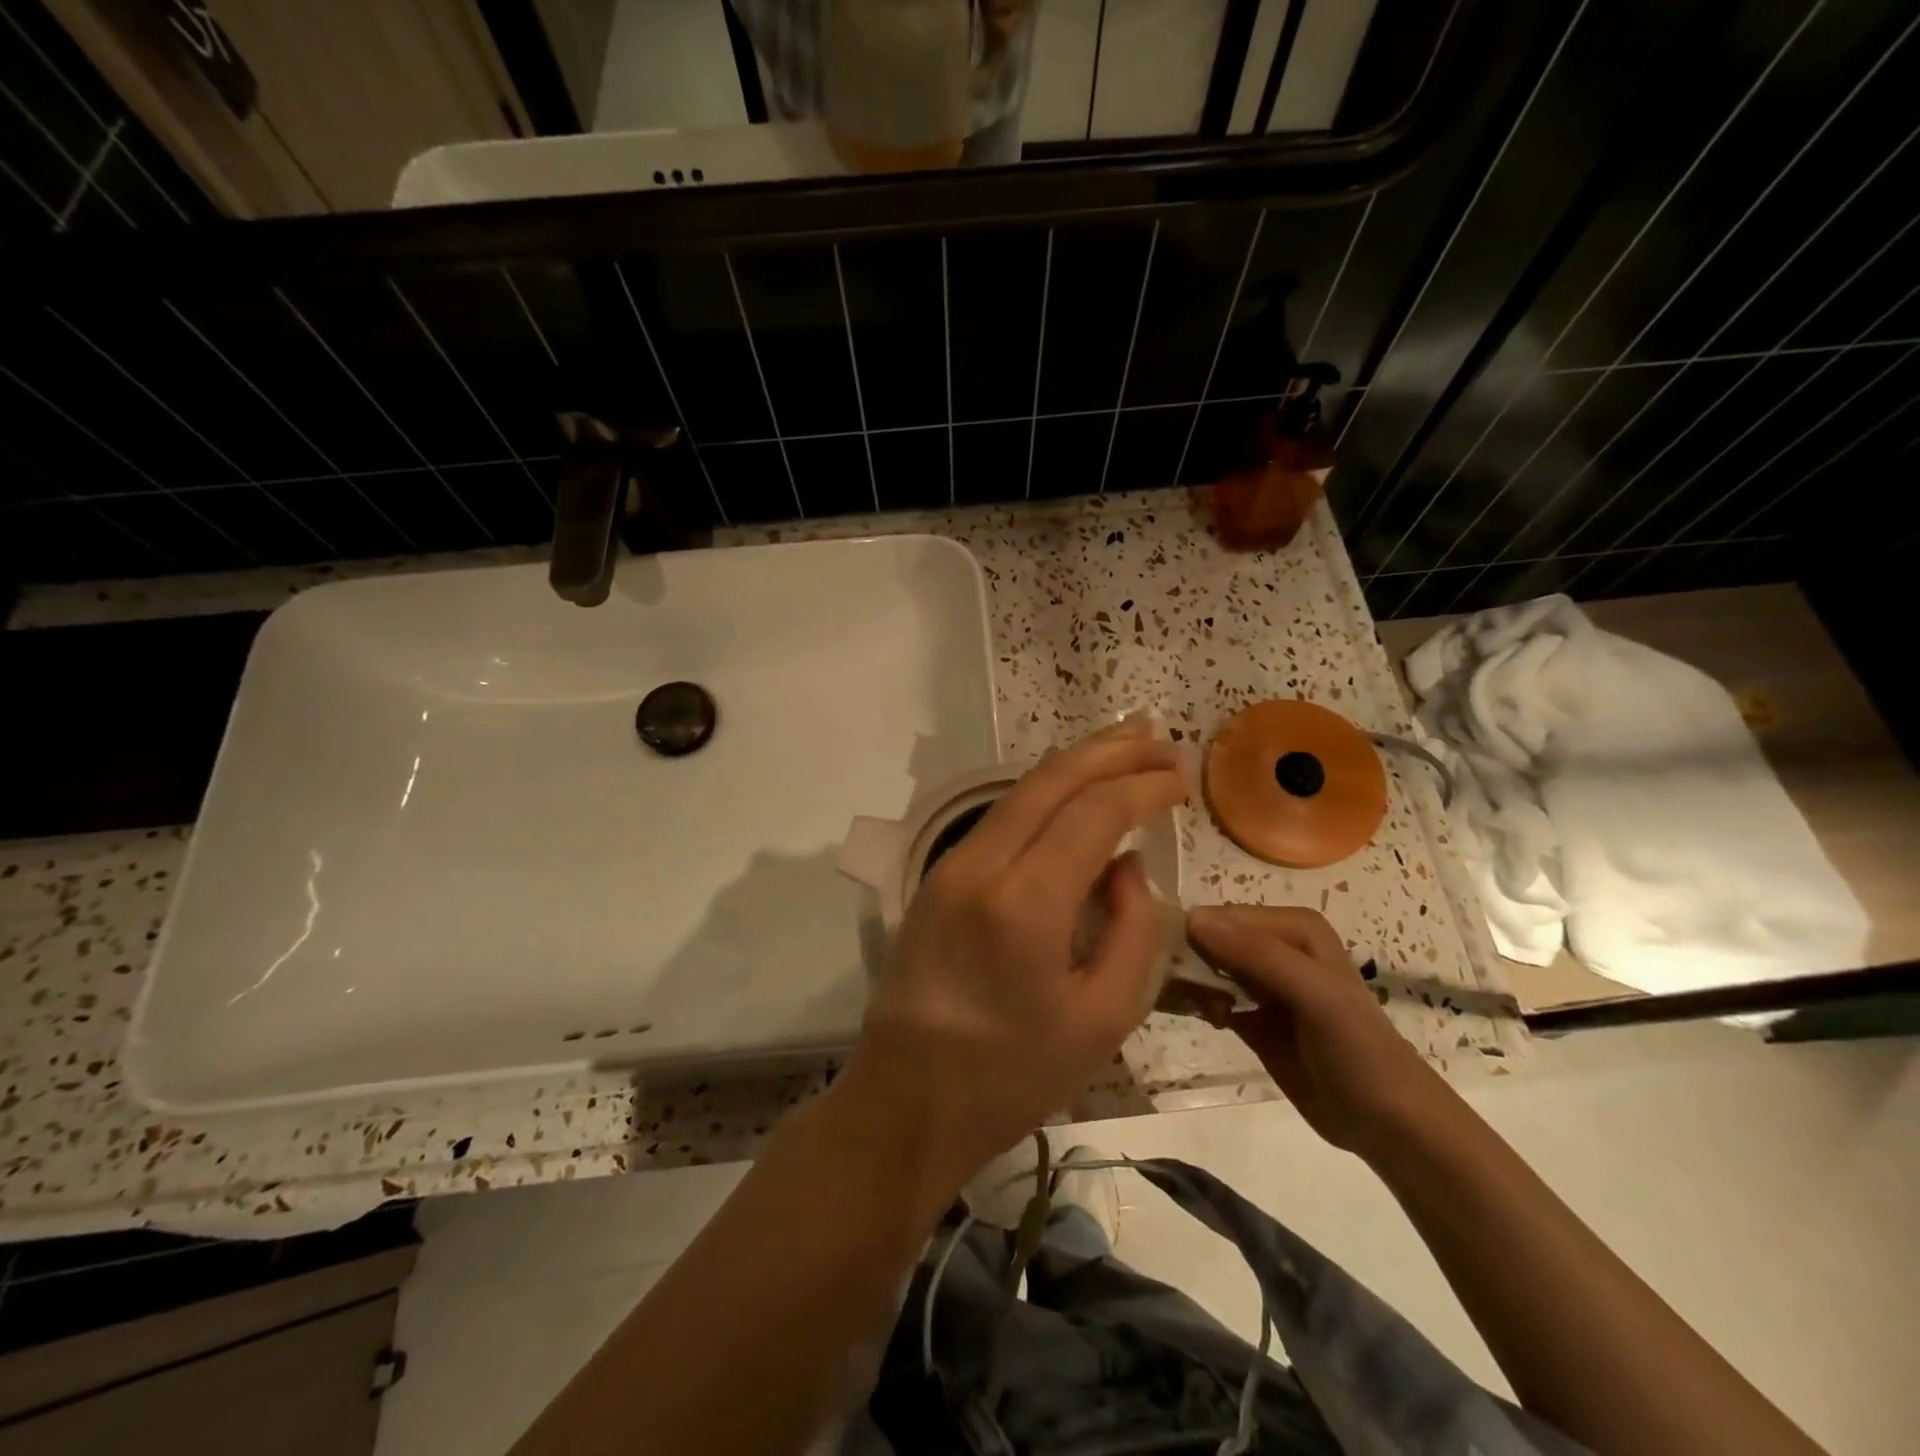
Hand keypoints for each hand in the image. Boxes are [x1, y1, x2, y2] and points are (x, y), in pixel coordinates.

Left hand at [840, 718, 1187, 1193]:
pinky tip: (1073, 790)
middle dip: (1111, 751)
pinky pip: (1000, 816)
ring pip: (1021, 790)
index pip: (1094, 812)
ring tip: (1125, 744)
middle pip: (1052, 781)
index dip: (1143, 787)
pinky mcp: (936, 875)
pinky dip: (1044, 792)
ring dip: (1076, 762)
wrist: (907, 1099)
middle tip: (1161, 738)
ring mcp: (950, 865)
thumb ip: (1135, 931)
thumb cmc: (1013, 1075)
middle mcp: (981, 865)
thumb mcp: (1102, 1018)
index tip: (1183, 777)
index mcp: (1025, 903)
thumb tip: (1129, 866)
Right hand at [1187, 905, 1447, 1157]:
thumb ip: (1257, 953)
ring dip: (1191, 985)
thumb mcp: (1313, 993)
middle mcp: (1275, 946)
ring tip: (1198, 1009)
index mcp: (1294, 927)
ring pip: (1208, 968)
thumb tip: (1192, 920)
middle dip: (1189, 961)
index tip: (1169, 964)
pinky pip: (1212, 999)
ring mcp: (1262, 984)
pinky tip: (1205, 1019)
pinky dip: (1199, 1005)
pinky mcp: (1252, 1018)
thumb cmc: (1357, 1048)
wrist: (1389, 1124)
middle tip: (1179, 991)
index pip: (1223, 916)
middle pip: (1211, 939)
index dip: (1195, 936)